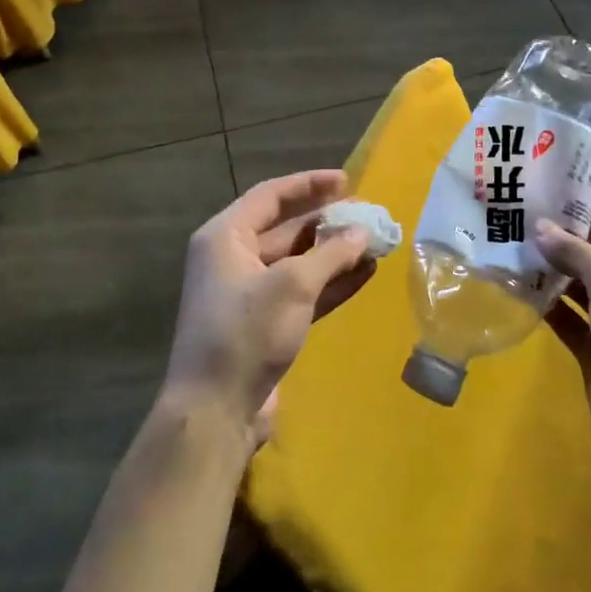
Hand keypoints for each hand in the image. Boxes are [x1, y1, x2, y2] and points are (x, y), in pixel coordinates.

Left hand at [161, 170, 375, 451]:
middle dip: (327, 221)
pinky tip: (364, 274)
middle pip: (285, 228)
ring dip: (334, 253)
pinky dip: (331, 283)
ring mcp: (250, 294)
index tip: (346, 181)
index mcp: (225, 237)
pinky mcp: (266, 324)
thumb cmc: (246, 332)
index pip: (270, 196)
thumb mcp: (292, 285)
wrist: (215, 411)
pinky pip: (302, 292)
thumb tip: (362, 232)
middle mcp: (234, 259)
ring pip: (298, 262)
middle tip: (367, 213)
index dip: (308, 184)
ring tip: (374, 242)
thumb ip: (330, 254)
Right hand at [537, 196, 590, 473]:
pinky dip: (546, 304)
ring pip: (579, 285)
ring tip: (508, 246)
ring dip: (549, 269)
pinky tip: (516, 288)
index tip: (546, 186)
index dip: (586, 203)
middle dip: (561, 236)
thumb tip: (540, 228)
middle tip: (516, 215)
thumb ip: (577, 252)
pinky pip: (568, 319)